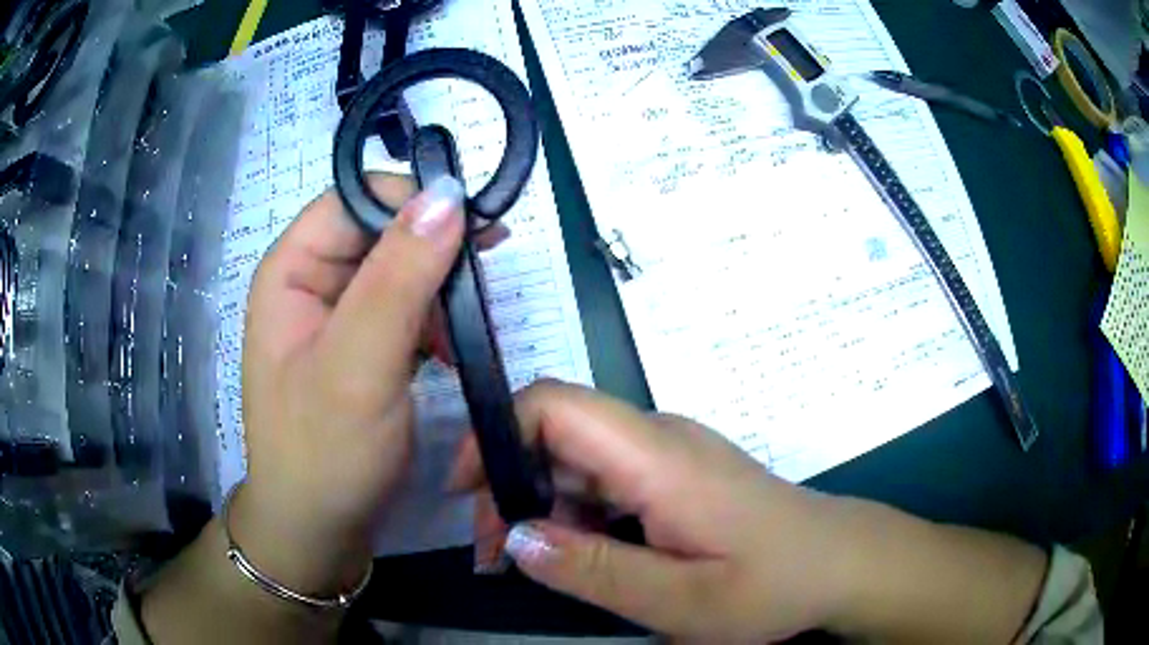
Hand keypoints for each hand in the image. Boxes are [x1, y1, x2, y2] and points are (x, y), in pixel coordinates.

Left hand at [235, 174, 466, 595]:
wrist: (319, 531)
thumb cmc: (323, 452)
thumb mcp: (358, 365)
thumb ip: (398, 279)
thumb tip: (447, 195)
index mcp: (292, 271)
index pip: (354, 201)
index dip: (412, 201)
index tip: (476, 225)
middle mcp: (312, 283)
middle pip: (380, 233)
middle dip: (434, 250)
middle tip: (487, 273)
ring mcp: (337, 318)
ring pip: (399, 271)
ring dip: (440, 289)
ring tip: (471, 323)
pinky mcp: (362, 348)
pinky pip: (405, 311)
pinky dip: (435, 322)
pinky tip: (453, 350)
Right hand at [450, 380, 852, 640]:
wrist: (840, 563)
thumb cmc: (774, 584)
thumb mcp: (681, 599)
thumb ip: (595, 571)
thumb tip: (516, 538)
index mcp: (658, 456)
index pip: (556, 405)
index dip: (496, 432)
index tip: (466, 492)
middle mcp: (659, 439)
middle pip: (557, 434)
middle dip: (509, 486)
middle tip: (494, 556)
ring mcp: (670, 455)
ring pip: (578, 461)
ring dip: (540, 506)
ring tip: (526, 565)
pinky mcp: (677, 475)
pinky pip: (606, 482)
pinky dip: (574, 515)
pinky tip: (576, 556)